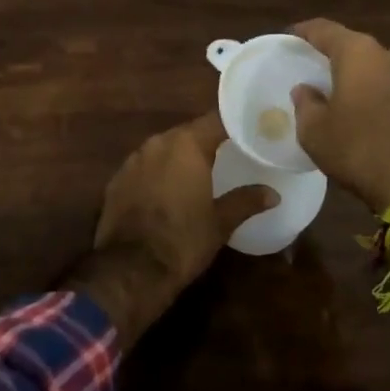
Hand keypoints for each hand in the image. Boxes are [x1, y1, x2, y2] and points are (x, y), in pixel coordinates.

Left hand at [93, 111, 276, 286]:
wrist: (130, 270)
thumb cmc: (183, 241)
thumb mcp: (220, 223)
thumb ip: (246, 201)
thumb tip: (273, 194)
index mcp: (187, 145)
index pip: (215, 121)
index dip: (232, 125)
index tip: (247, 132)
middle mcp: (158, 143)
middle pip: (187, 132)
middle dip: (205, 142)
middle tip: (225, 154)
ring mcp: (133, 159)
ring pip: (163, 148)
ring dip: (178, 157)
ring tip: (196, 174)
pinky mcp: (116, 179)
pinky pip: (143, 166)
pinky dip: (156, 173)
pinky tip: (164, 192)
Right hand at [290, 19, 389, 211]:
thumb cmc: (356, 147)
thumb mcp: (314, 129)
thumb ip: (305, 102)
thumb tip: (305, 89)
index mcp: (357, 53)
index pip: (324, 29)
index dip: (304, 31)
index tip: (289, 38)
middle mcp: (386, 55)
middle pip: (351, 44)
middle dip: (330, 51)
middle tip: (309, 63)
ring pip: (372, 64)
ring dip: (353, 71)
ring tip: (333, 85)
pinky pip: (386, 83)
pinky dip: (370, 88)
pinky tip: (358, 105)